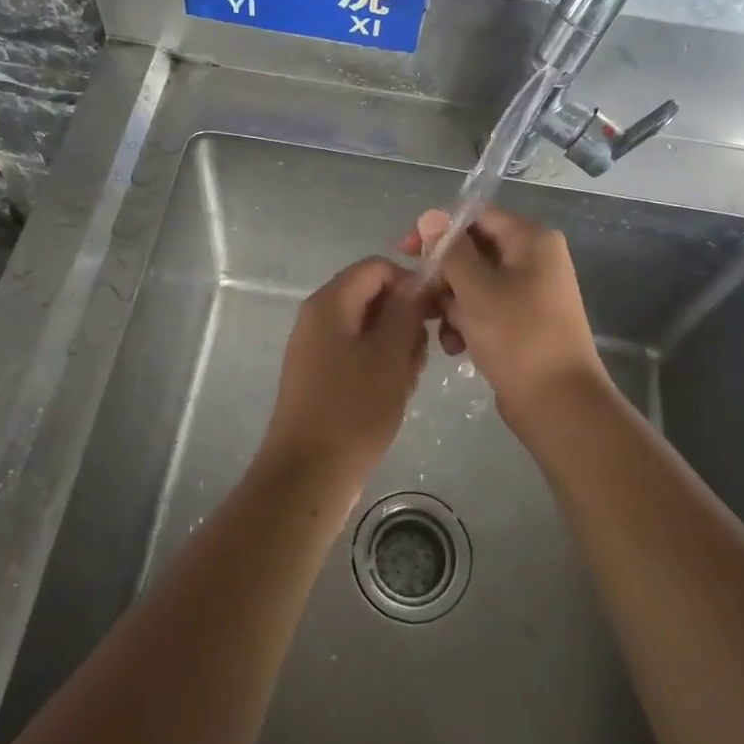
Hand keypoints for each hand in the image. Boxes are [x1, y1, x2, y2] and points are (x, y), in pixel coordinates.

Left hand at [257, 257, 427, 495]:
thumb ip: (405, 311)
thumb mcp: (389, 356)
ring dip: (396, 347)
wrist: (308, 476)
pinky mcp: (321, 374)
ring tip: (406, 382)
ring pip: (370, 328)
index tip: (435, 313)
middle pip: (373, 296)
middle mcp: (318, 317)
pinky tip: (393, 394)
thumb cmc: (353, 411)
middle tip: (421, 356)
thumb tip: (418, 279)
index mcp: (329, 303)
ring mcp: (317, 347)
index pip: (377, 267)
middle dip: (405, 320)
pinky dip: (381, 366)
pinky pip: (358, 353)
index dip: (410, 282)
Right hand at [402, 207, 610, 425]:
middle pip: (473, 250)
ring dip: (450, 302)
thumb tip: (430, 215)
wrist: (558, 404)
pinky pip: (484, 308)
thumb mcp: (477, 289)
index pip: (476, 216)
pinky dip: (465, 322)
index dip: (439, 229)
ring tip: (438, 328)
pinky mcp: (521, 321)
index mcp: (531, 240)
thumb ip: (450, 250)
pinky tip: (454, 346)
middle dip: (443, 274)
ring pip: (474, 282)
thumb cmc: (518, 337)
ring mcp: (529, 291)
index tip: (407, 250)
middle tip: (418, 295)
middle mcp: (533, 259)